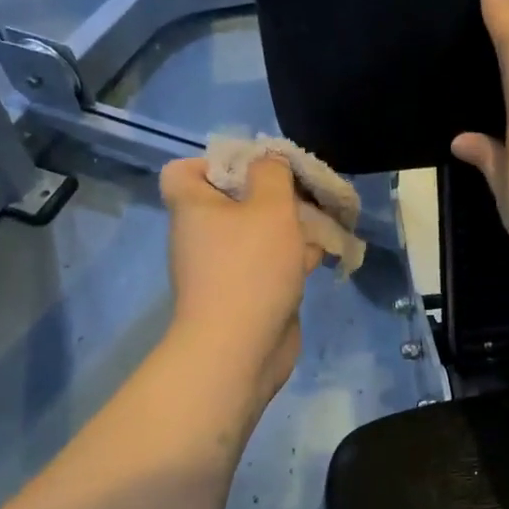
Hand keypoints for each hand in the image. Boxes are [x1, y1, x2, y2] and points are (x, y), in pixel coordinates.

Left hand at [160, 156, 323, 408]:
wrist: (239, 349)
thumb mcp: (269, 206)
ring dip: (289, 226)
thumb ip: (272, 173)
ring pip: (257, 233)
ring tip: (324, 220)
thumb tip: (268, 158)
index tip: (255, 168)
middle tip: (303, 192)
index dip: (215, 162)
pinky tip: (323, 255)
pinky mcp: (246, 294)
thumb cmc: (250, 267)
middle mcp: (202, 235)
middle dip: (272, 194)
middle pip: (232, 200)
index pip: (184, 171)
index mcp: (193, 207)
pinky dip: (293, 257)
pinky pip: (269, 263)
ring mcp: (223, 267)